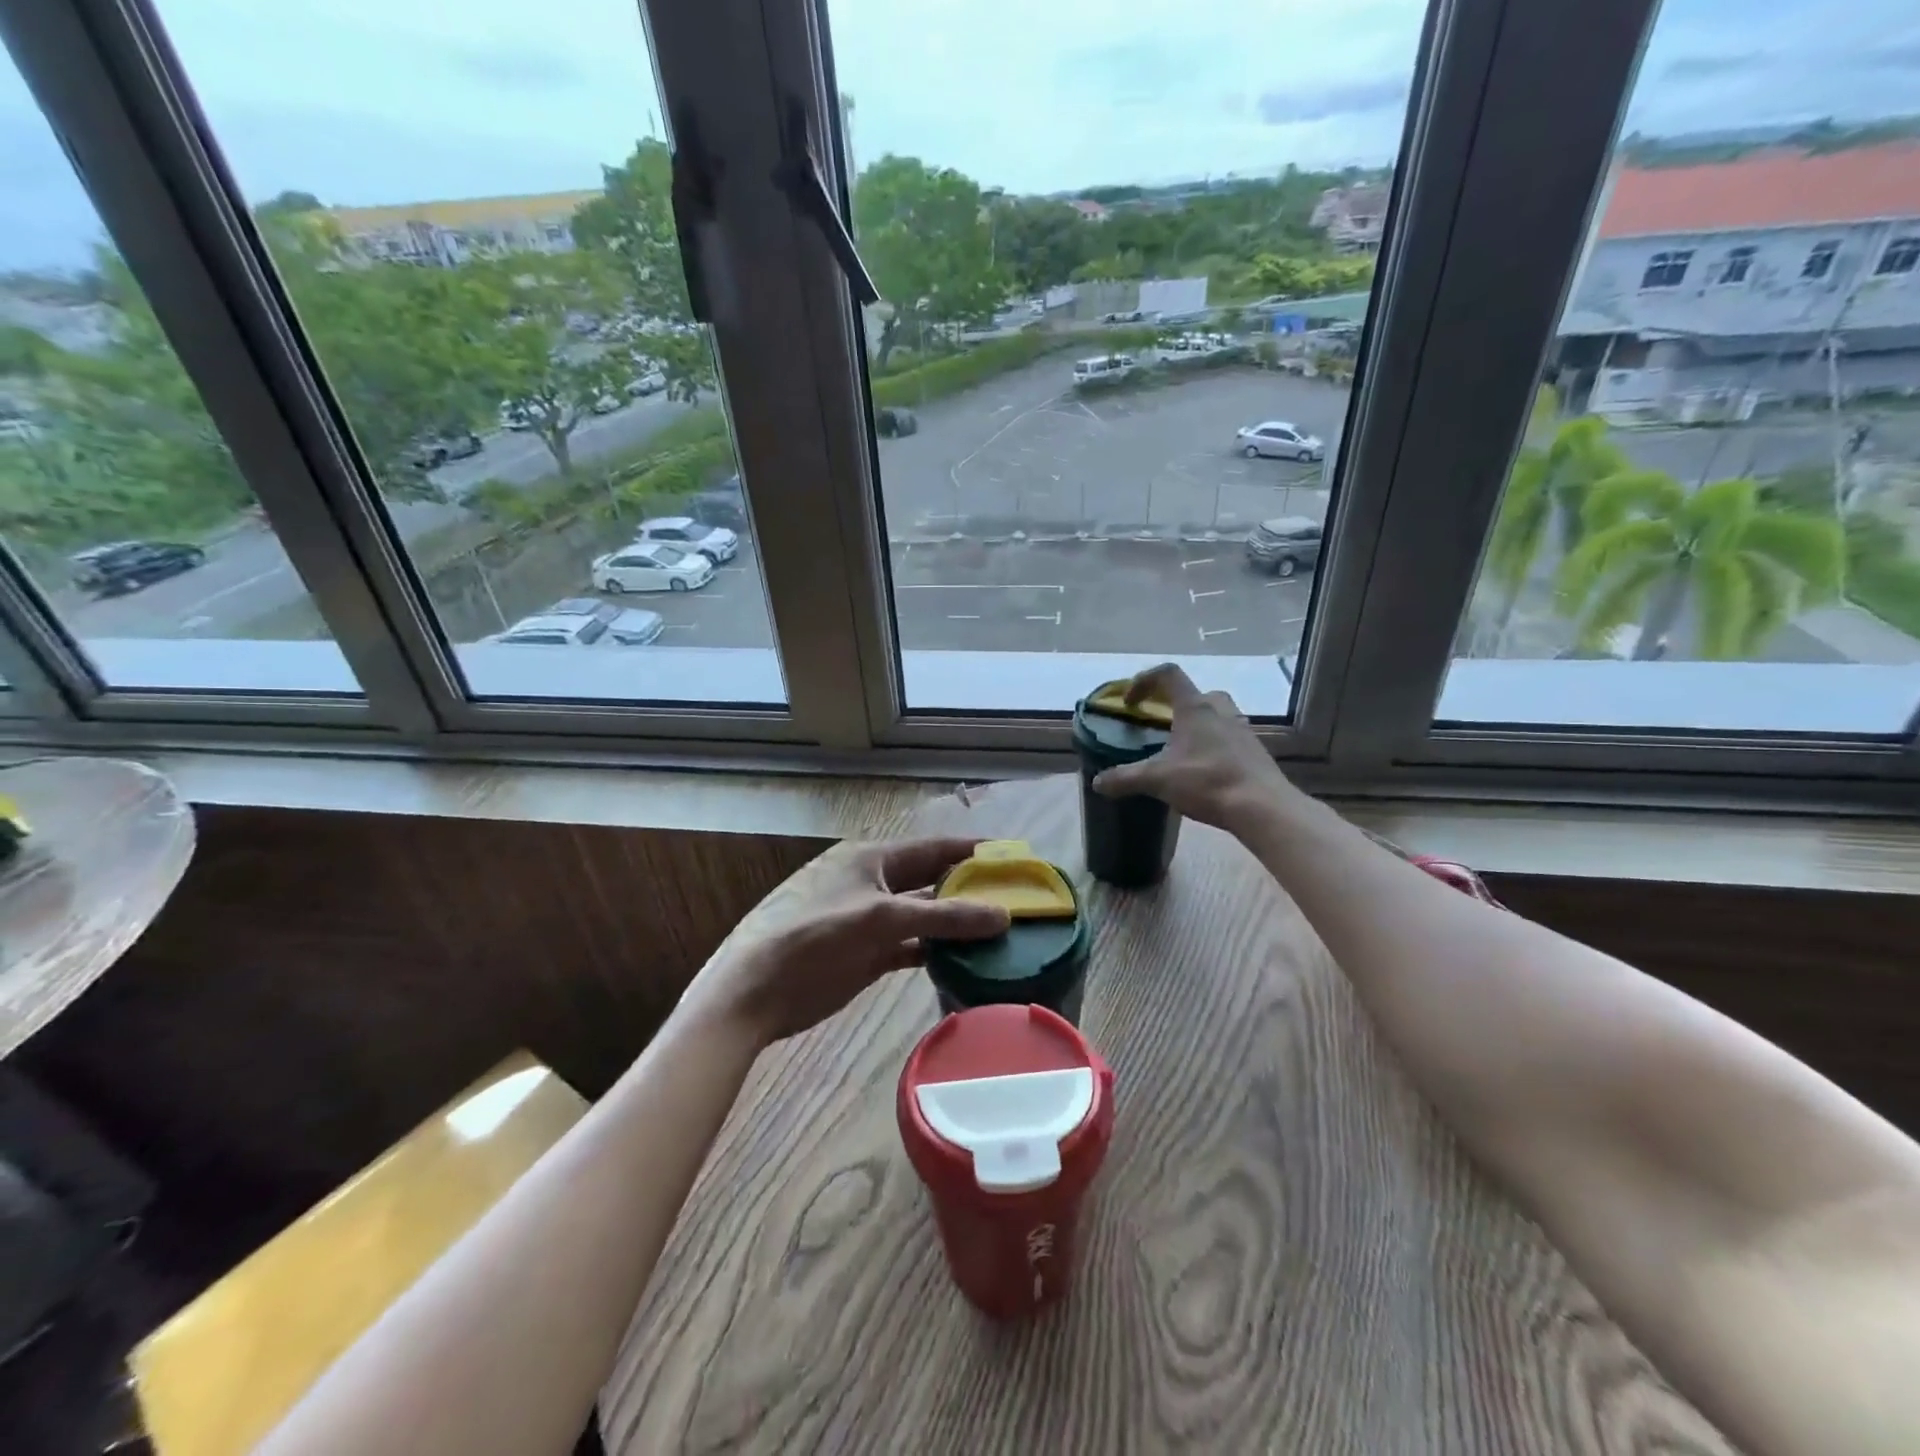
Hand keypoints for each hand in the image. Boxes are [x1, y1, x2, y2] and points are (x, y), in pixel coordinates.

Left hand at [677, 837, 1009, 1047]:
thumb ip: (943, 917)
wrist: (758, 991)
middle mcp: (874, 884)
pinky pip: (912, 946)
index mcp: (872, 859)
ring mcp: (870, 921)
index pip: (933, 848)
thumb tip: (1002, 915)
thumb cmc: (816, 937)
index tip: (1011, 856)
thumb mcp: (881, 920)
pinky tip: (966, 961)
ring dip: (956, 924)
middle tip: (1015, 899)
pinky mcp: (867, 954)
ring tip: (1001, 933)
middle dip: (969, 889)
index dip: (971, 851)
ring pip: (924, 916)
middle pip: (931, 881)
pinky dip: (937, 952)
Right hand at [1091, 663, 1292, 830]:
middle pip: (1197, 693)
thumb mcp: (1157, 780)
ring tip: (1181, 748)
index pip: (1168, 674)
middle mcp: (1221, 710)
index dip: (1144, 681)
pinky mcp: (1254, 751)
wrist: (1262, 807)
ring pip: (1217, 714)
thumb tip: (1097, 782)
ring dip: (1198, 724)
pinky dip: (1214, 744)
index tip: (1130, 702)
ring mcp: (1242, 729)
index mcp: (1195, 708)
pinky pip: (1230, 737)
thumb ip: (1124, 778)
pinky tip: (1204, 769)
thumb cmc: (1207, 781)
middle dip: (1175, 704)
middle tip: (1161, 724)